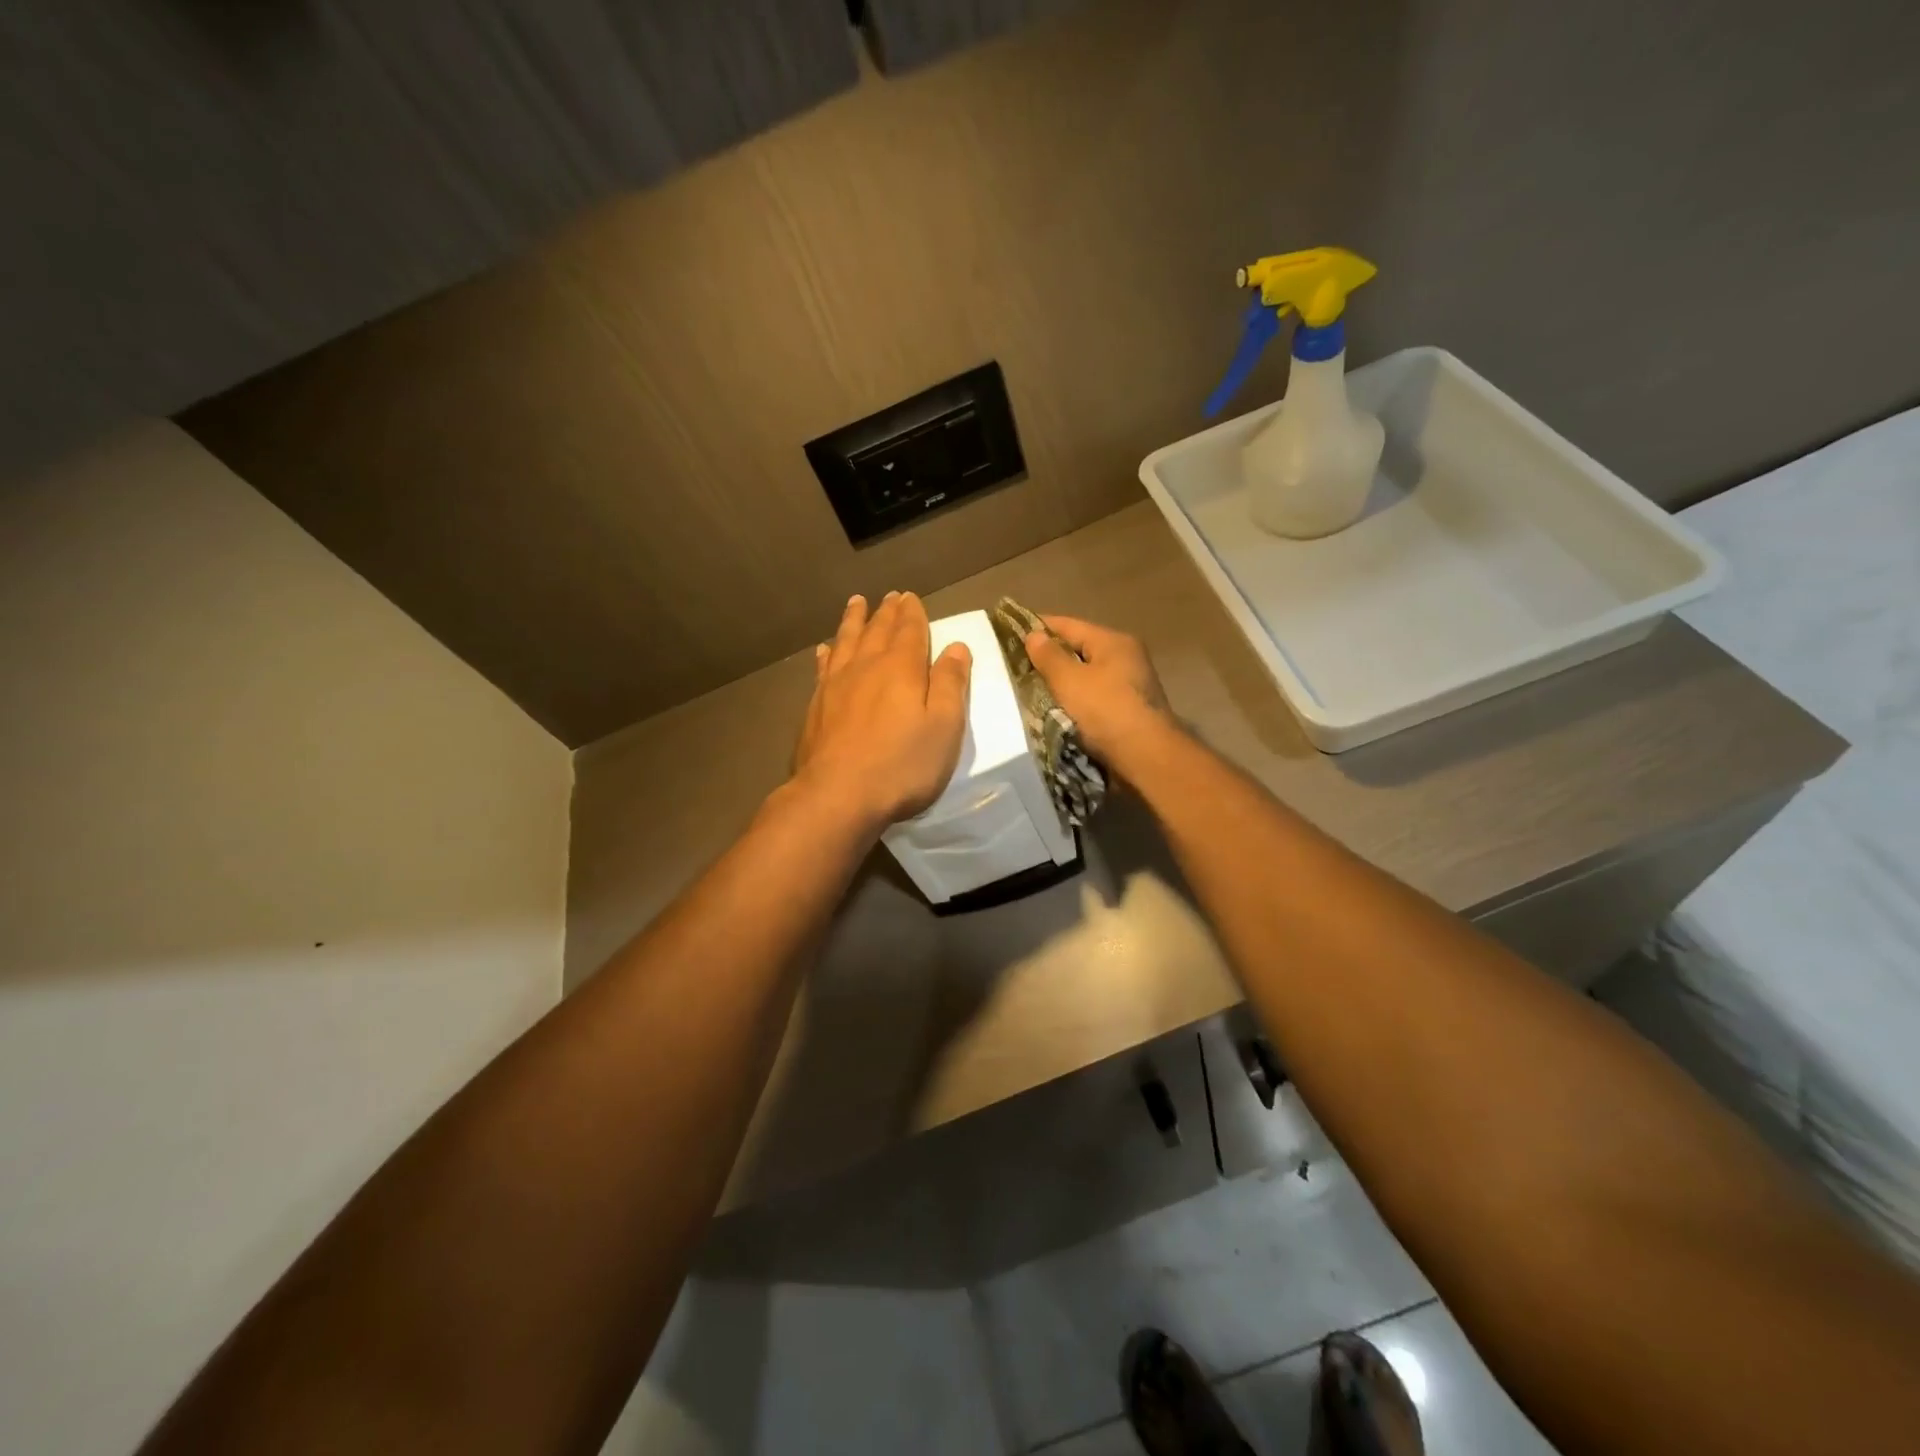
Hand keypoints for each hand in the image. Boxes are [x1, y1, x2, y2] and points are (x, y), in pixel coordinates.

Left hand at [792, 592, 971, 831]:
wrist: (838, 795)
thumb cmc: (902, 764)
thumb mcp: (944, 726)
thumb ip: (950, 684)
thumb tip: (956, 647)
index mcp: (901, 668)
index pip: (910, 631)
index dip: (913, 613)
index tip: (911, 597)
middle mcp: (866, 666)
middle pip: (877, 630)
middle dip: (887, 611)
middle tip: (891, 595)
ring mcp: (836, 685)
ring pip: (846, 641)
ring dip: (854, 620)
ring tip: (856, 603)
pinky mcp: (816, 706)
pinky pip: (823, 667)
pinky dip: (827, 653)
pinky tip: (825, 649)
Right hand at [1023, 614, 1171, 766]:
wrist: (1146, 758)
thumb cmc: (1106, 711)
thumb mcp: (1070, 681)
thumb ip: (1049, 657)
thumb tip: (1034, 634)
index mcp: (1113, 642)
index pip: (1069, 625)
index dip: (1039, 626)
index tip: (1011, 631)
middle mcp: (1126, 657)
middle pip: (1079, 649)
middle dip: (1050, 657)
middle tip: (1017, 665)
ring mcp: (1130, 685)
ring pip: (1086, 676)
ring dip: (1062, 681)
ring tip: (1031, 689)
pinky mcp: (1129, 710)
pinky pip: (1094, 697)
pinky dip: (1075, 700)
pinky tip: (1056, 710)